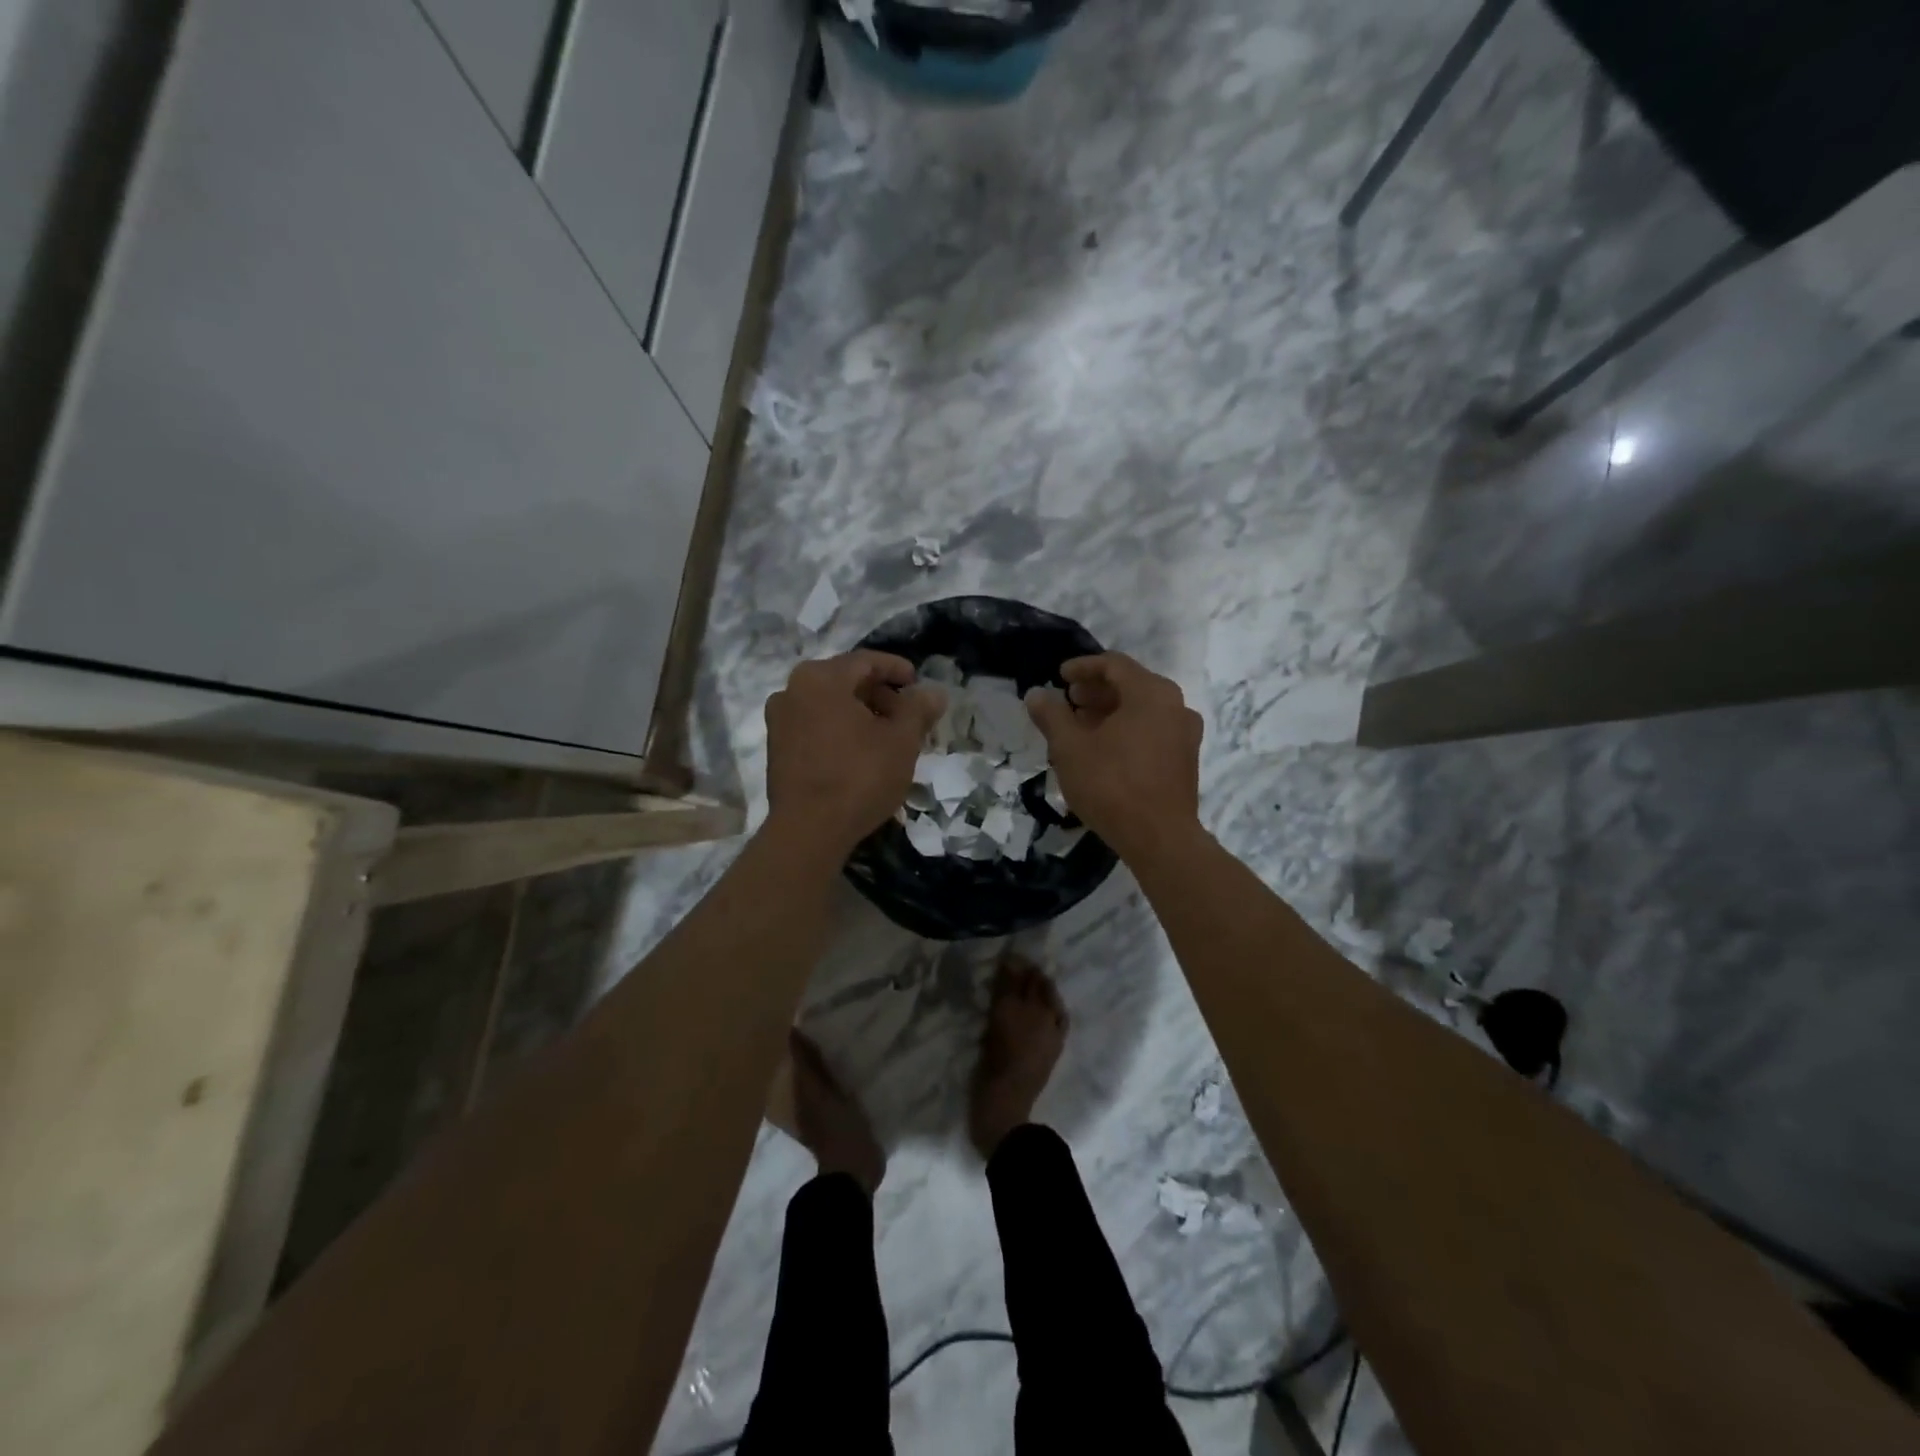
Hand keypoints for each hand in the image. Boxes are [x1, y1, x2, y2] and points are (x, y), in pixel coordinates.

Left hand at [764, 651, 944, 858]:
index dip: (896, 669)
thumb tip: (934, 693)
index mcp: (821, 678)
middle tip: (907, 715)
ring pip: (828, 704)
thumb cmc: (859, 777)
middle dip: (879, 694)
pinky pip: (814, 725)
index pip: (866, 661)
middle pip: (845, 681)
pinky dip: (839, 729)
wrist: (808, 831)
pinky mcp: (776, 748)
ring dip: (860, 713)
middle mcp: (792, 690)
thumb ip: (918, 709)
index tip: (917, 682)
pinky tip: (860, 752)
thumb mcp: (901, 741)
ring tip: (887, 736)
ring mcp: (779, 720)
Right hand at [1025, 653, 1202, 859]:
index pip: (1114, 664)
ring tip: (1081, 727)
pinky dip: (1128, 730)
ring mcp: (1186, 734)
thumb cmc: (1111, 784)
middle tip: (1069, 702)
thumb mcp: (1070, 747)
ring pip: (1143, 710)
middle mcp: (1176, 705)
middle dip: (1097, 691)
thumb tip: (1036, 694)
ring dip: (1111, 712)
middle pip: (1131, 685)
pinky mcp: (1186, 760)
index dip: (1083, 667)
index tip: (1059, 677)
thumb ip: (1052, 715)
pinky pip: (1153, 731)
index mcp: (1151, 693)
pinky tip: (1105, 750)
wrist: (1159, 838)